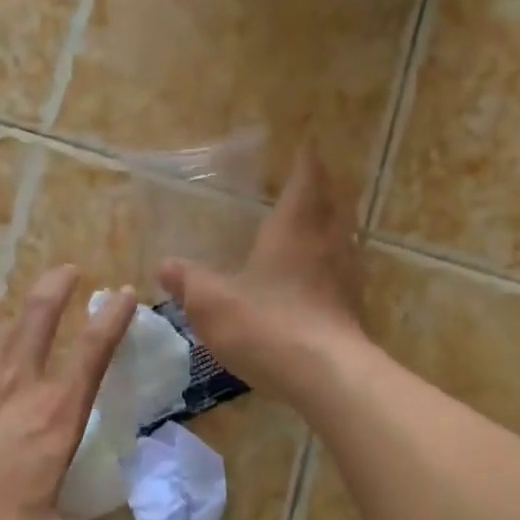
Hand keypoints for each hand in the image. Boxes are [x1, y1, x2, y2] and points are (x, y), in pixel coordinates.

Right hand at [158, 148, 366, 398]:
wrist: (326, 375)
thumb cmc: (267, 324)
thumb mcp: (213, 303)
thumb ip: (189, 282)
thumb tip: (165, 266)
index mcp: (295, 227)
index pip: (306, 179)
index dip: (307, 161)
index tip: (308, 144)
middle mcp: (328, 242)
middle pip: (334, 204)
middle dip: (323, 190)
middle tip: (309, 184)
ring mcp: (347, 276)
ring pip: (344, 237)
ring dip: (332, 226)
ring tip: (315, 226)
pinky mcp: (354, 307)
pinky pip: (345, 272)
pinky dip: (334, 264)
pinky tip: (318, 279)